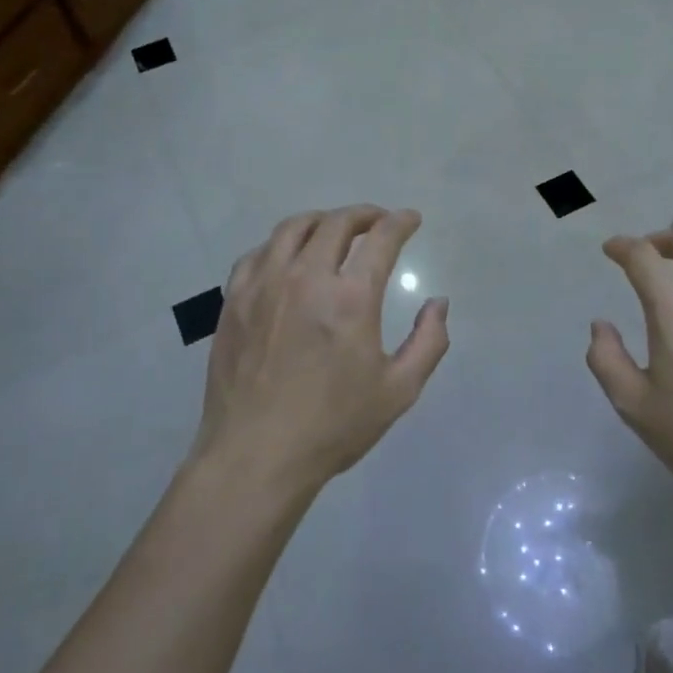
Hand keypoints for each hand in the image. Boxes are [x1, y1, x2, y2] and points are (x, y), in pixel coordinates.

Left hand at [193, 205, 449, 497]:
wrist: (255, 457)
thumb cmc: (332, 426)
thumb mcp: (398, 391)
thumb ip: (429, 341)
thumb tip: (438, 303)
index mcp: (350, 298)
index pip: (381, 239)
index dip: (400, 222)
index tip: (411, 219)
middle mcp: (306, 278)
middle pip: (336, 223)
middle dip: (364, 215)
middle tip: (377, 222)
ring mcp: (264, 285)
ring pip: (293, 228)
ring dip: (322, 221)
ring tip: (334, 230)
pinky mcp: (234, 300)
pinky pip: (259, 253)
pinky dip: (282, 244)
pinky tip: (289, 257)